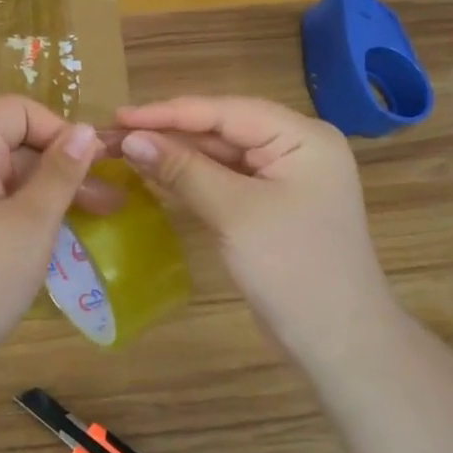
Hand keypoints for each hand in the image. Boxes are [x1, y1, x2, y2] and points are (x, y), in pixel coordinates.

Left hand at [0, 96, 113, 369]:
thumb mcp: (32, 224)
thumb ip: (61, 172)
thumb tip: (83, 130)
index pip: (17, 110)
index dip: (59, 131)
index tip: (92, 167)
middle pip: (10, 144)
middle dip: (60, 169)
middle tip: (109, 204)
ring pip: (0, 178)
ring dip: (44, 195)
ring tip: (89, 224)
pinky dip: (17, 213)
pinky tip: (46, 242)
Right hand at [115, 96, 397, 358]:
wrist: (338, 341)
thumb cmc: (292, 268)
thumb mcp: (234, 213)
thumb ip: (182, 170)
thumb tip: (130, 139)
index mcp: (302, 137)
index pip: (225, 111)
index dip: (169, 112)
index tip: (118, 115)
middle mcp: (296, 148)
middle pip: (222, 129)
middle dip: (169, 132)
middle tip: (113, 134)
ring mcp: (284, 178)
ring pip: (220, 154)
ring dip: (176, 154)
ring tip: (124, 149)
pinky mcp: (270, 205)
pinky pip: (224, 179)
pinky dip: (190, 177)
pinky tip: (154, 173)